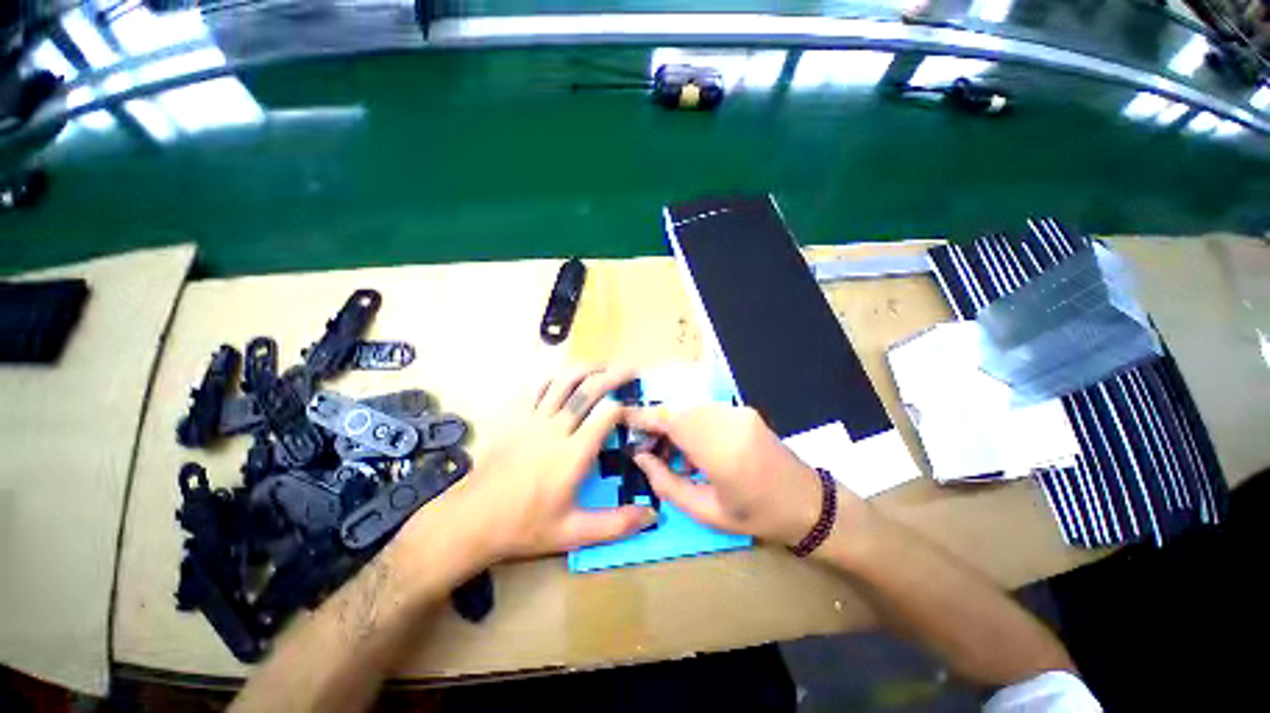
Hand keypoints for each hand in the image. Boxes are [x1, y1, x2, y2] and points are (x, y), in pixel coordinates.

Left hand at [436, 367, 657, 564]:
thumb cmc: (525, 527)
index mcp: (573, 454)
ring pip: (563, 381)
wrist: (472, 520)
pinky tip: (565, 377)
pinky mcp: (515, 417)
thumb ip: (615, 524)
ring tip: (602, 366)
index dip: (624, 406)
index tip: (634, 409)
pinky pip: (537, 387)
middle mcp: (555, 429)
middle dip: (613, 375)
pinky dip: (555, 377)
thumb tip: (653, 514)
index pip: (606, 414)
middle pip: (588, 389)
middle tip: (630, 369)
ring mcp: (533, 419)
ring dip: (586, 369)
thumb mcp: (573, 533)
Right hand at [626, 405, 848, 547]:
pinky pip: (706, 410)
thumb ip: (667, 483)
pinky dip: (690, 423)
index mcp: (721, 451)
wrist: (809, 502)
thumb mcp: (706, 512)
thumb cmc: (757, 516)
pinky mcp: (744, 410)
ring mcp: (739, 413)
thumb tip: (640, 457)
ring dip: (673, 423)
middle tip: (647, 447)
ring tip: (669, 452)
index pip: (672, 420)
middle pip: (678, 409)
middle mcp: (729, 422)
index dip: (644, 416)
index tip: (622, 418)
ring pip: (690, 408)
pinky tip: (691, 447)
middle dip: (656, 423)